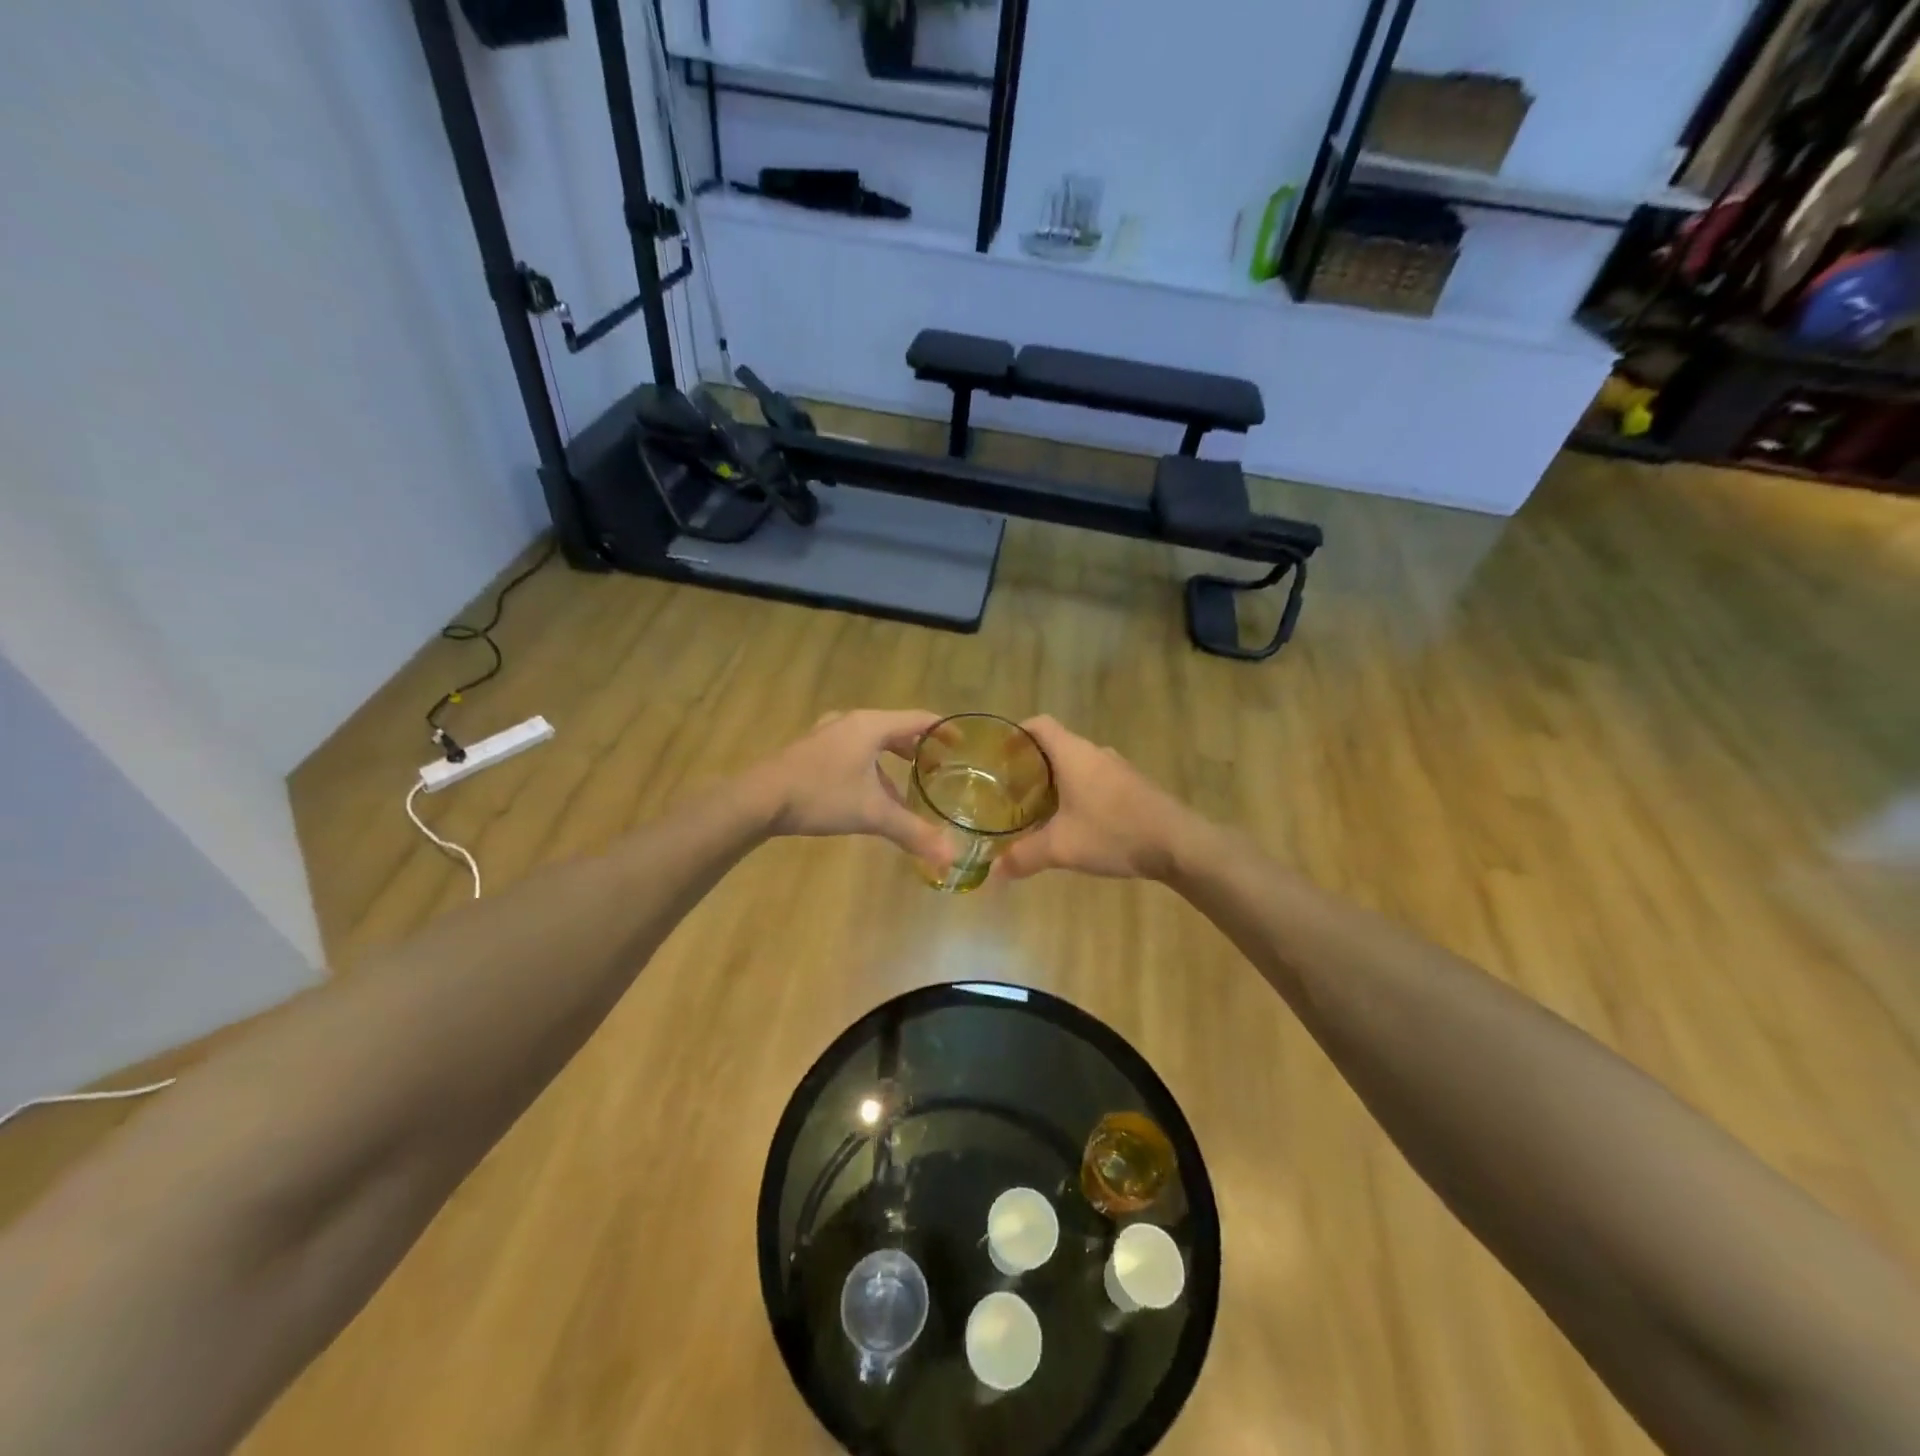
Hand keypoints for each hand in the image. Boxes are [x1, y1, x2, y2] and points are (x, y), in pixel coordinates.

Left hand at [750, 709, 949, 863]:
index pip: (918, 719)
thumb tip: (950, 857)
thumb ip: (912, 832)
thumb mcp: (872, 813)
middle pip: (895, 728)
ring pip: (871, 742)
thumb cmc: (821, 795)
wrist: (759, 799)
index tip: (961, 744)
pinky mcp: (811, 750)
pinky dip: (869, 768)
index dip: (943, 730)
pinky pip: (852, 752)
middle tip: (936, 768)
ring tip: (905, 788)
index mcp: (870, 726)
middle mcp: (851, 722)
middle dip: (917, 748)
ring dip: (891, 761)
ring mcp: (827, 734)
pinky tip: (868, 796)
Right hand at [995, 716, 1195, 880]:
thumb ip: (1024, 857)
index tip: (999, 755)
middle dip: (1031, 765)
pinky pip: (1095, 780)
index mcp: (1074, 754)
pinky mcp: (1133, 787)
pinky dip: (1078, 793)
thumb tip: (993, 872)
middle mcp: (1095, 753)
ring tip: (1036, 809)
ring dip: (1056, 782)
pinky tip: (1074, 822)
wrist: (1180, 844)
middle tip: (1010, 791)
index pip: (1040, 724)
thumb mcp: (1062, 848)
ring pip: (1077, 765)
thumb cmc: (1115, 833)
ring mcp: (1118, 769)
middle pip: (1055, 746)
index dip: (1017, 733)